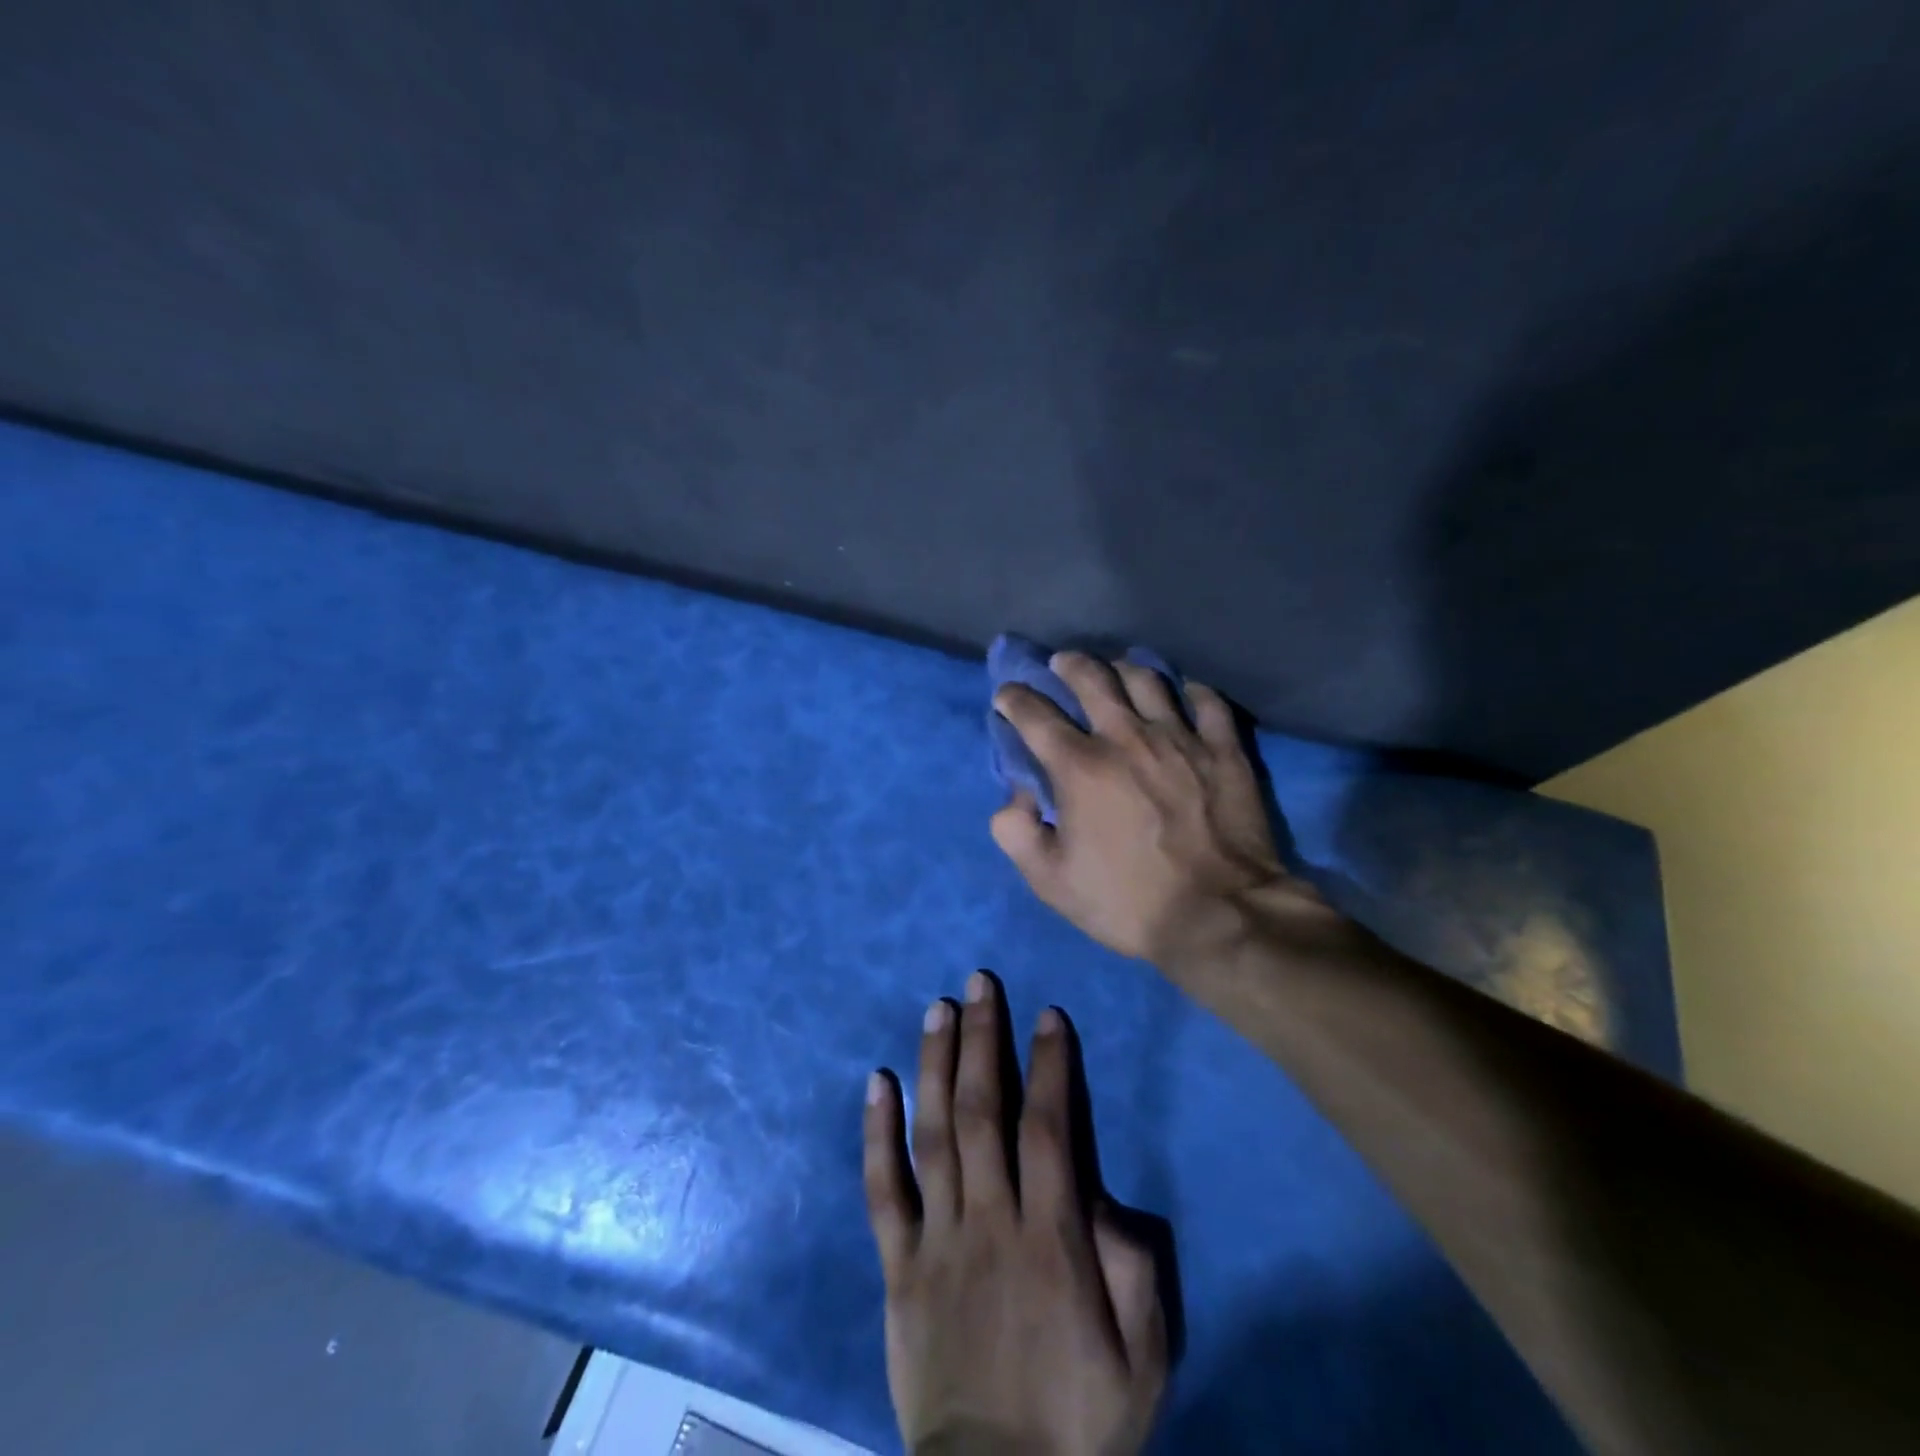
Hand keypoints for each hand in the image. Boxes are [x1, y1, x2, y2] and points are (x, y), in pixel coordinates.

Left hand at [864, 972, 1166, 1455]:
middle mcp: (989, 1221)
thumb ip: (1134, 1269)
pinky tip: (877, 1082)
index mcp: (1051, 1240)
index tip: (1047, 1015)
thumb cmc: (1077, 1419)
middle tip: (979, 982)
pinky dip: (876, 1132)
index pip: (1051, 1129)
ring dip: (935, 1064)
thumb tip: (1107, 1195)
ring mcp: (937, 1239)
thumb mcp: (1140, 1357)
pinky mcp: (898, 1266)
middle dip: (984, 1039)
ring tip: (937, 1008)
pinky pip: (882, 1189)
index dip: (1050, 1066)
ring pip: (934, 1132)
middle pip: (984, 1111)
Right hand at [989, 652, 1295, 965]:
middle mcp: (1126, 737)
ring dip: (1123, 668)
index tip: (1007, 694)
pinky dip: (1191, 691)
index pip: (1034, 715)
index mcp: (1080, 767)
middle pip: (1092, 679)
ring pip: (1147, 679)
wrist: (1219, 916)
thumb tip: (1016, 796)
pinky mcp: (1223, 750)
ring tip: (1117, 669)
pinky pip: (1207, 702)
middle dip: (1069, 665)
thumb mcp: (1051, 881)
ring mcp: (1180, 738)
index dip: (1014, 699)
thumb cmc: (1128, 901)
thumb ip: (1017, 833)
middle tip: (1062, 663)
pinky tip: (1184, 693)